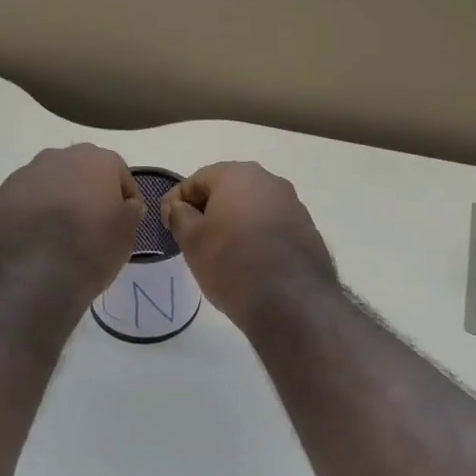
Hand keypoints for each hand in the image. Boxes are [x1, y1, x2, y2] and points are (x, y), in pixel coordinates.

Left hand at [0, 145, 142, 314]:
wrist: (34, 281)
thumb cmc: (91, 252)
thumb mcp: (129, 234)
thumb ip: (130, 210)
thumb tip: (124, 205)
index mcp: (95, 160)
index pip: (118, 173)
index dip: (124, 198)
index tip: (124, 221)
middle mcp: (55, 158)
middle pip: (77, 172)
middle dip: (84, 192)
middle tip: (89, 225)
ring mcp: (19, 177)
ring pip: (44, 184)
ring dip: (52, 202)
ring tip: (56, 237)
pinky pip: (18, 204)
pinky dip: (25, 217)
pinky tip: (31, 244)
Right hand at [160, 162, 336, 333]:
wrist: (290, 300)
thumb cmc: (231, 263)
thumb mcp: (192, 241)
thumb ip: (179, 216)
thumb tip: (178, 207)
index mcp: (239, 175)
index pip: (198, 179)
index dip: (178, 200)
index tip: (167, 223)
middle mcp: (270, 181)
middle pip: (229, 190)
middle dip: (208, 209)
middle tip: (192, 237)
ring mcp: (294, 206)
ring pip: (253, 208)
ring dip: (234, 223)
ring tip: (220, 252)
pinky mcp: (307, 231)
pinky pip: (272, 227)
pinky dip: (256, 237)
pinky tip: (248, 261)